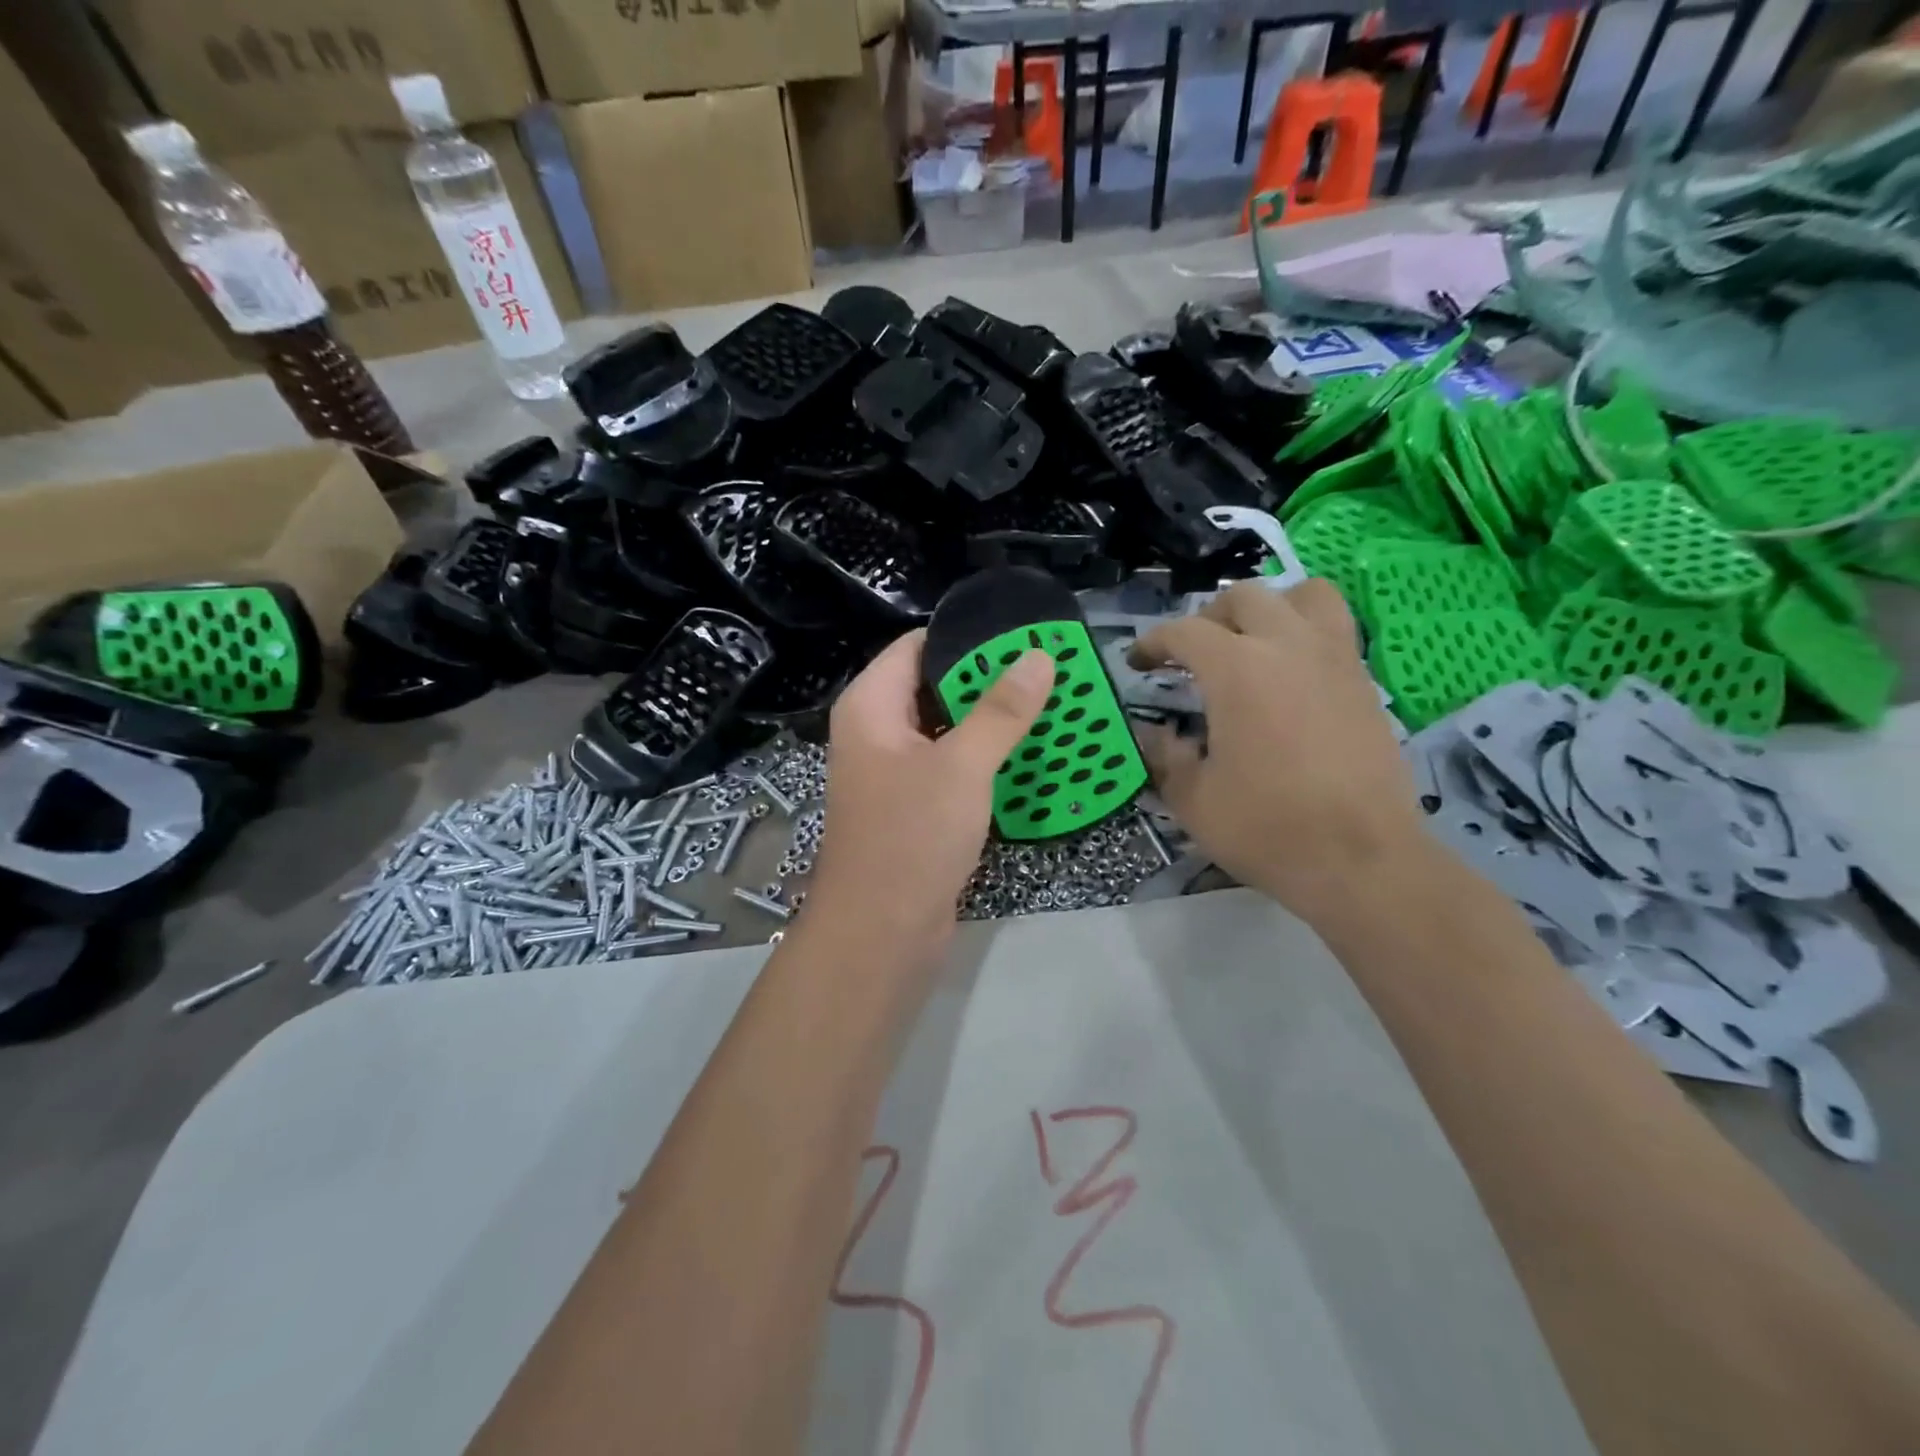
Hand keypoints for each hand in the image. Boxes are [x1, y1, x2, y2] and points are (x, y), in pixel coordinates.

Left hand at [809, 629, 1052, 956]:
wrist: (882, 934)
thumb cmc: (911, 837)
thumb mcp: (963, 765)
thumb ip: (1001, 710)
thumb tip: (1038, 655)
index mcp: (870, 707)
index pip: (916, 647)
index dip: (966, 637)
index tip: (1022, 633)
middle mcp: (876, 732)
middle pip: (933, 686)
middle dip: (987, 680)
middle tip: (1049, 669)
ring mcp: (893, 772)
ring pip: (946, 729)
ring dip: (991, 721)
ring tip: (1050, 704)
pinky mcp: (913, 806)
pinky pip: (951, 767)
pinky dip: (984, 758)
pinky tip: (1028, 755)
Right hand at [1131, 580, 1430, 925]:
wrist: (1362, 860)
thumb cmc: (1267, 827)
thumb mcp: (1193, 799)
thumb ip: (1164, 756)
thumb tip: (1151, 734)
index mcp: (1237, 669)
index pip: (1184, 632)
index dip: (1153, 643)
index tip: (1138, 663)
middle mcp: (1288, 647)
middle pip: (1245, 598)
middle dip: (1209, 618)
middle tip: (1193, 654)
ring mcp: (1335, 660)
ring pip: (1305, 596)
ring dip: (1270, 609)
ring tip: (1253, 644)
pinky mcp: (1365, 683)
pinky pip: (1334, 631)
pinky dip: (1305, 636)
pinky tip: (1290, 679)